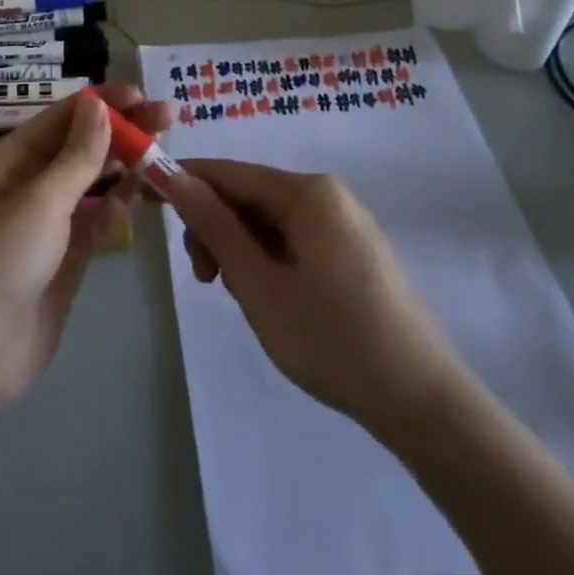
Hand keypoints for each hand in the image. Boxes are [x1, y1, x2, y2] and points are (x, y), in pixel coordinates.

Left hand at [0, 86, 169, 409]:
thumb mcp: (40, 201)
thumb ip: (77, 156)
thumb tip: (98, 105)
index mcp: (8, 160)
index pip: (61, 118)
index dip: (102, 104)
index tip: (143, 96)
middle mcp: (26, 183)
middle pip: (78, 146)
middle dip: (120, 130)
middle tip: (168, 119)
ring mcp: (46, 222)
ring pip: (90, 181)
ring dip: (123, 164)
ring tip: (164, 148)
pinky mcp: (64, 258)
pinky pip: (94, 220)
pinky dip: (117, 203)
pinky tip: (144, 189)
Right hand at [164, 161, 470, 446]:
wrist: (425, 404)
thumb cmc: (331, 339)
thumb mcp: (258, 284)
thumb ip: (213, 225)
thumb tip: (174, 175)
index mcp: (305, 192)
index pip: (226, 171)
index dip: (184, 183)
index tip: (148, 206)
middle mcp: (327, 193)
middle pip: (249, 193)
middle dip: (216, 227)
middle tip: (206, 280)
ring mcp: (347, 220)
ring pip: (271, 218)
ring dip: (241, 247)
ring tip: (242, 296)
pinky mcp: (358, 249)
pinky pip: (297, 236)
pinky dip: (270, 257)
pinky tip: (274, 297)